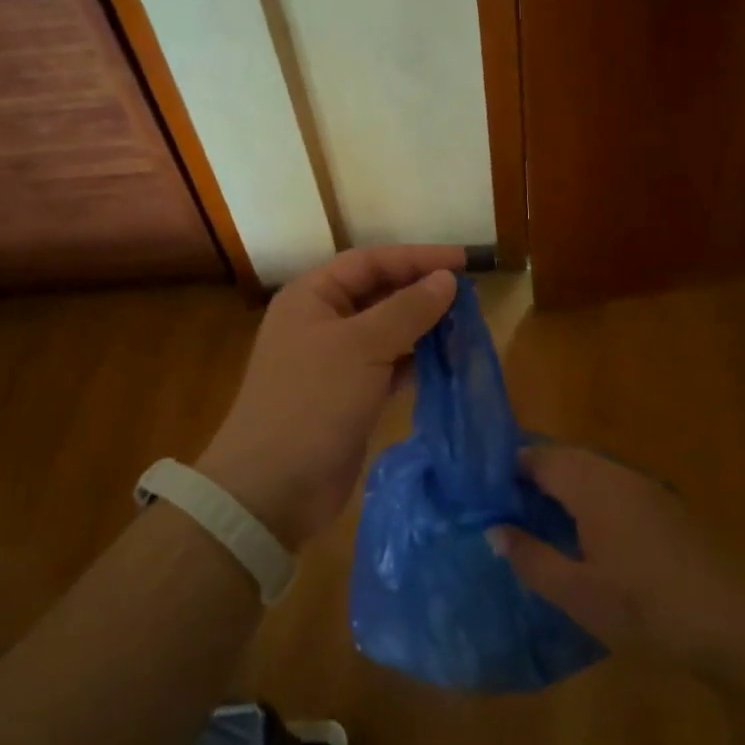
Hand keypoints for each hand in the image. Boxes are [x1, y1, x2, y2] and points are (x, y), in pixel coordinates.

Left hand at [197, 246, 463, 548]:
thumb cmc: (312, 402)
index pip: (371, 261)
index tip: (464, 262)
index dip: (417, 257)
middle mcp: (321, 321)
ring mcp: (334, 361)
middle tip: (470, 296)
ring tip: (466, 326)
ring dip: (423, 327)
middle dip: (422, 292)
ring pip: (387, 331)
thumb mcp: (362, 347)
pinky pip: (388, 365)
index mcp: (312, 296)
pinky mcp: (349, 395)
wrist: (274, 487)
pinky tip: (445, 362)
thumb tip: (447, 280)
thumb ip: (408, 309)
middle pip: (379, 293)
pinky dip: (415, 361)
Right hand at [488, 446, 744, 667]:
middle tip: (503, 505)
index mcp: (590, 484)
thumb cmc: (645, 607)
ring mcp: (644, 486)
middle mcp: (615, 473)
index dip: (506, 468)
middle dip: (532, 474)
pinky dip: (588, 496)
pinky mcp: (664, 505)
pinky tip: (584, 532)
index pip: (537, 458)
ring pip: (590, 470)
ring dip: (561, 484)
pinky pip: (612, 485)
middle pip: (564, 458)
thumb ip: (531, 557)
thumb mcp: (577, 592)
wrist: (733, 621)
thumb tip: (494, 529)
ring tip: (536, 518)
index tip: (481, 489)